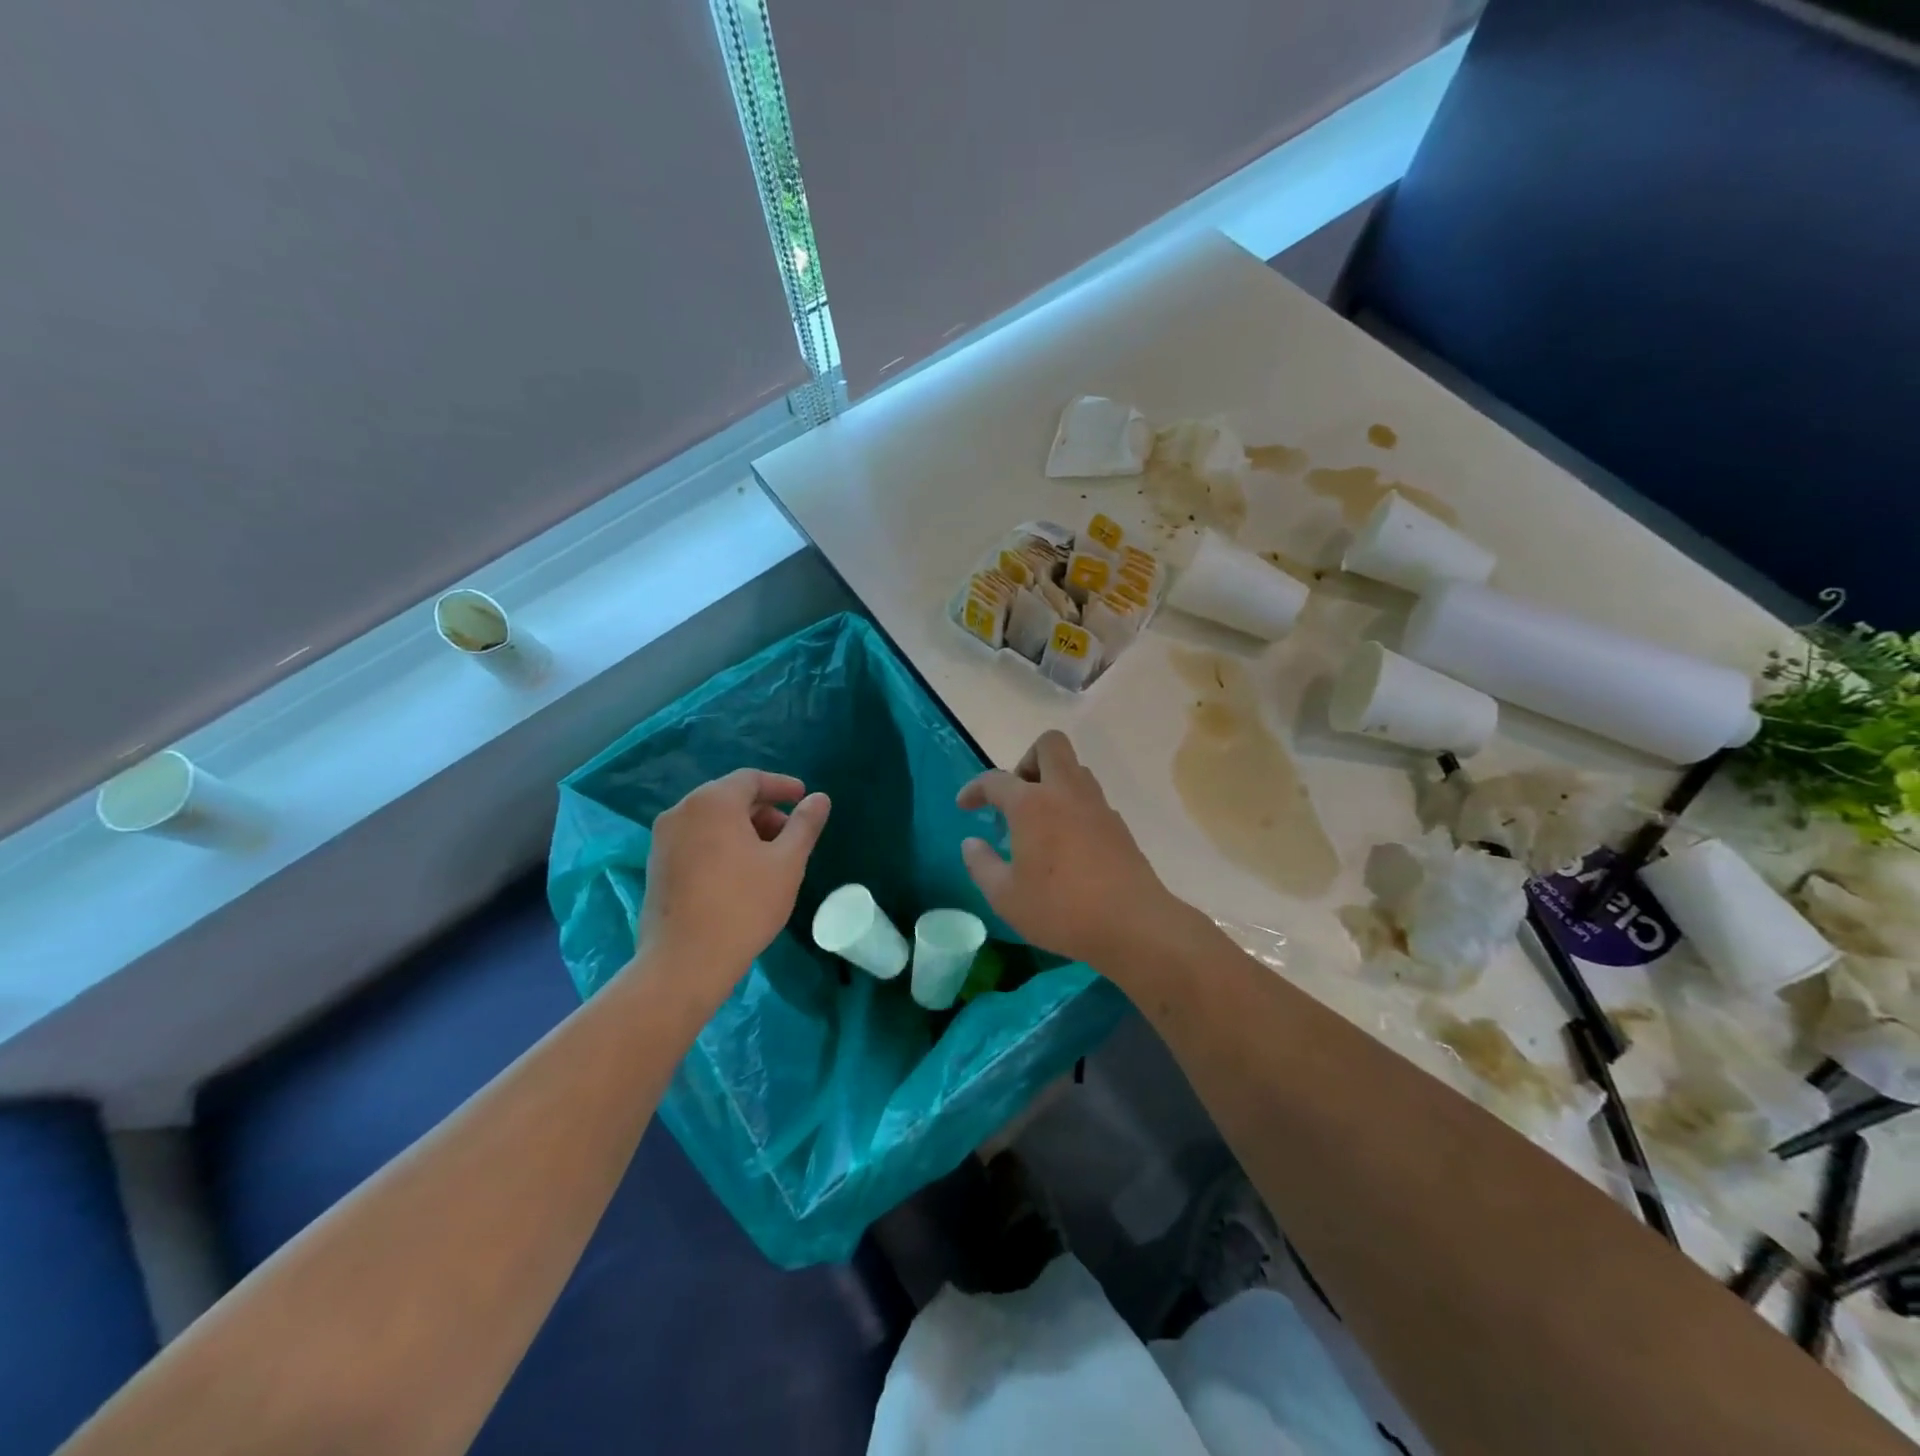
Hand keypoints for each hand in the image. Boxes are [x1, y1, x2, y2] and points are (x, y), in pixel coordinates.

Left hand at [637, 770, 829, 990]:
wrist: (684, 962)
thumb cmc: (744, 905)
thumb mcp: (787, 862)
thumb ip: (805, 824)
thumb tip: (819, 798)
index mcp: (713, 802)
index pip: (751, 779)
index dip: (782, 786)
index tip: (804, 798)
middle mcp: (682, 811)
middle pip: (729, 798)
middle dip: (764, 811)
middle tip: (791, 835)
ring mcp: (662, 839)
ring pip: (711, 821)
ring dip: (744, 829)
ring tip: (769, 858)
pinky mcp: (656, 866)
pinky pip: (696, 840)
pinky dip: (721, 845)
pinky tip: (740, 874)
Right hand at [957, 731, 1183, 966]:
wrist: (1132, 923)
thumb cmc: (1061, 909)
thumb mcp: (1006, 897)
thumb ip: (982, 865)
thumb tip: (971, 843)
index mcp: (1032, 804)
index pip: (996, 780)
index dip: (975, 789)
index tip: (965, 806)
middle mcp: (1066, 792)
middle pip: (1049, 745)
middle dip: (1026, 761)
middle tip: (1015, 797)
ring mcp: (1097, 805)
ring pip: (1074, 769)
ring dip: (1052, 782)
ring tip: (1038, 823)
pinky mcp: (1118, 824)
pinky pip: (1090, 797)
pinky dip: (1072, 807)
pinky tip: (1066, 844)